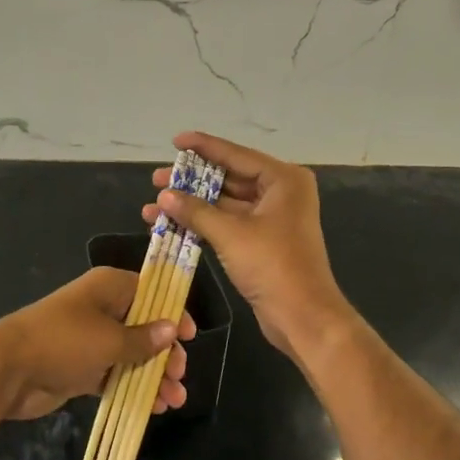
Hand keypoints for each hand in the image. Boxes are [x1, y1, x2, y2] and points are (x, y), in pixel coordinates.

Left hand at [0, 267, 194, 421]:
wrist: (8, 370)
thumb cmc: (63, 342)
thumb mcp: (109, 340)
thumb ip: (143, 339)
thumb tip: (172, 329)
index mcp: (109, 287)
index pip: (151, 291)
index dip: (172, 311)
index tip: (190, 336)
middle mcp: (102, 308)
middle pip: (144, 325)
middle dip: (165, 351)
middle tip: (179, 374)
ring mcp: (92, 339)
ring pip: (132, 354)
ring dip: (153, 375)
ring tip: (174, 400)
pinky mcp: (82, 367)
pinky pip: (116, 375)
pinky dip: (133, 387)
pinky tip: (154, 407)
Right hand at [145, 132, 354, 367]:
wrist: (304, 318)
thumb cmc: (273, 266)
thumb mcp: (230, 234)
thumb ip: (195, 211)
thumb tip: (163, 195)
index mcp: (282, 180)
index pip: (236, 155)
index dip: (203, 147)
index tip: (175, 141)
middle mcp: (280, 193)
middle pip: (229, 178)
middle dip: (191, 181)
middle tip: (157, 178)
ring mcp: (271, 218)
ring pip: (225, 203)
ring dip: (192, 205)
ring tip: (155, 204)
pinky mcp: (262, 241)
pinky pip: (228, 223)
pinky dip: (203, 223)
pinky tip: (172, 224)